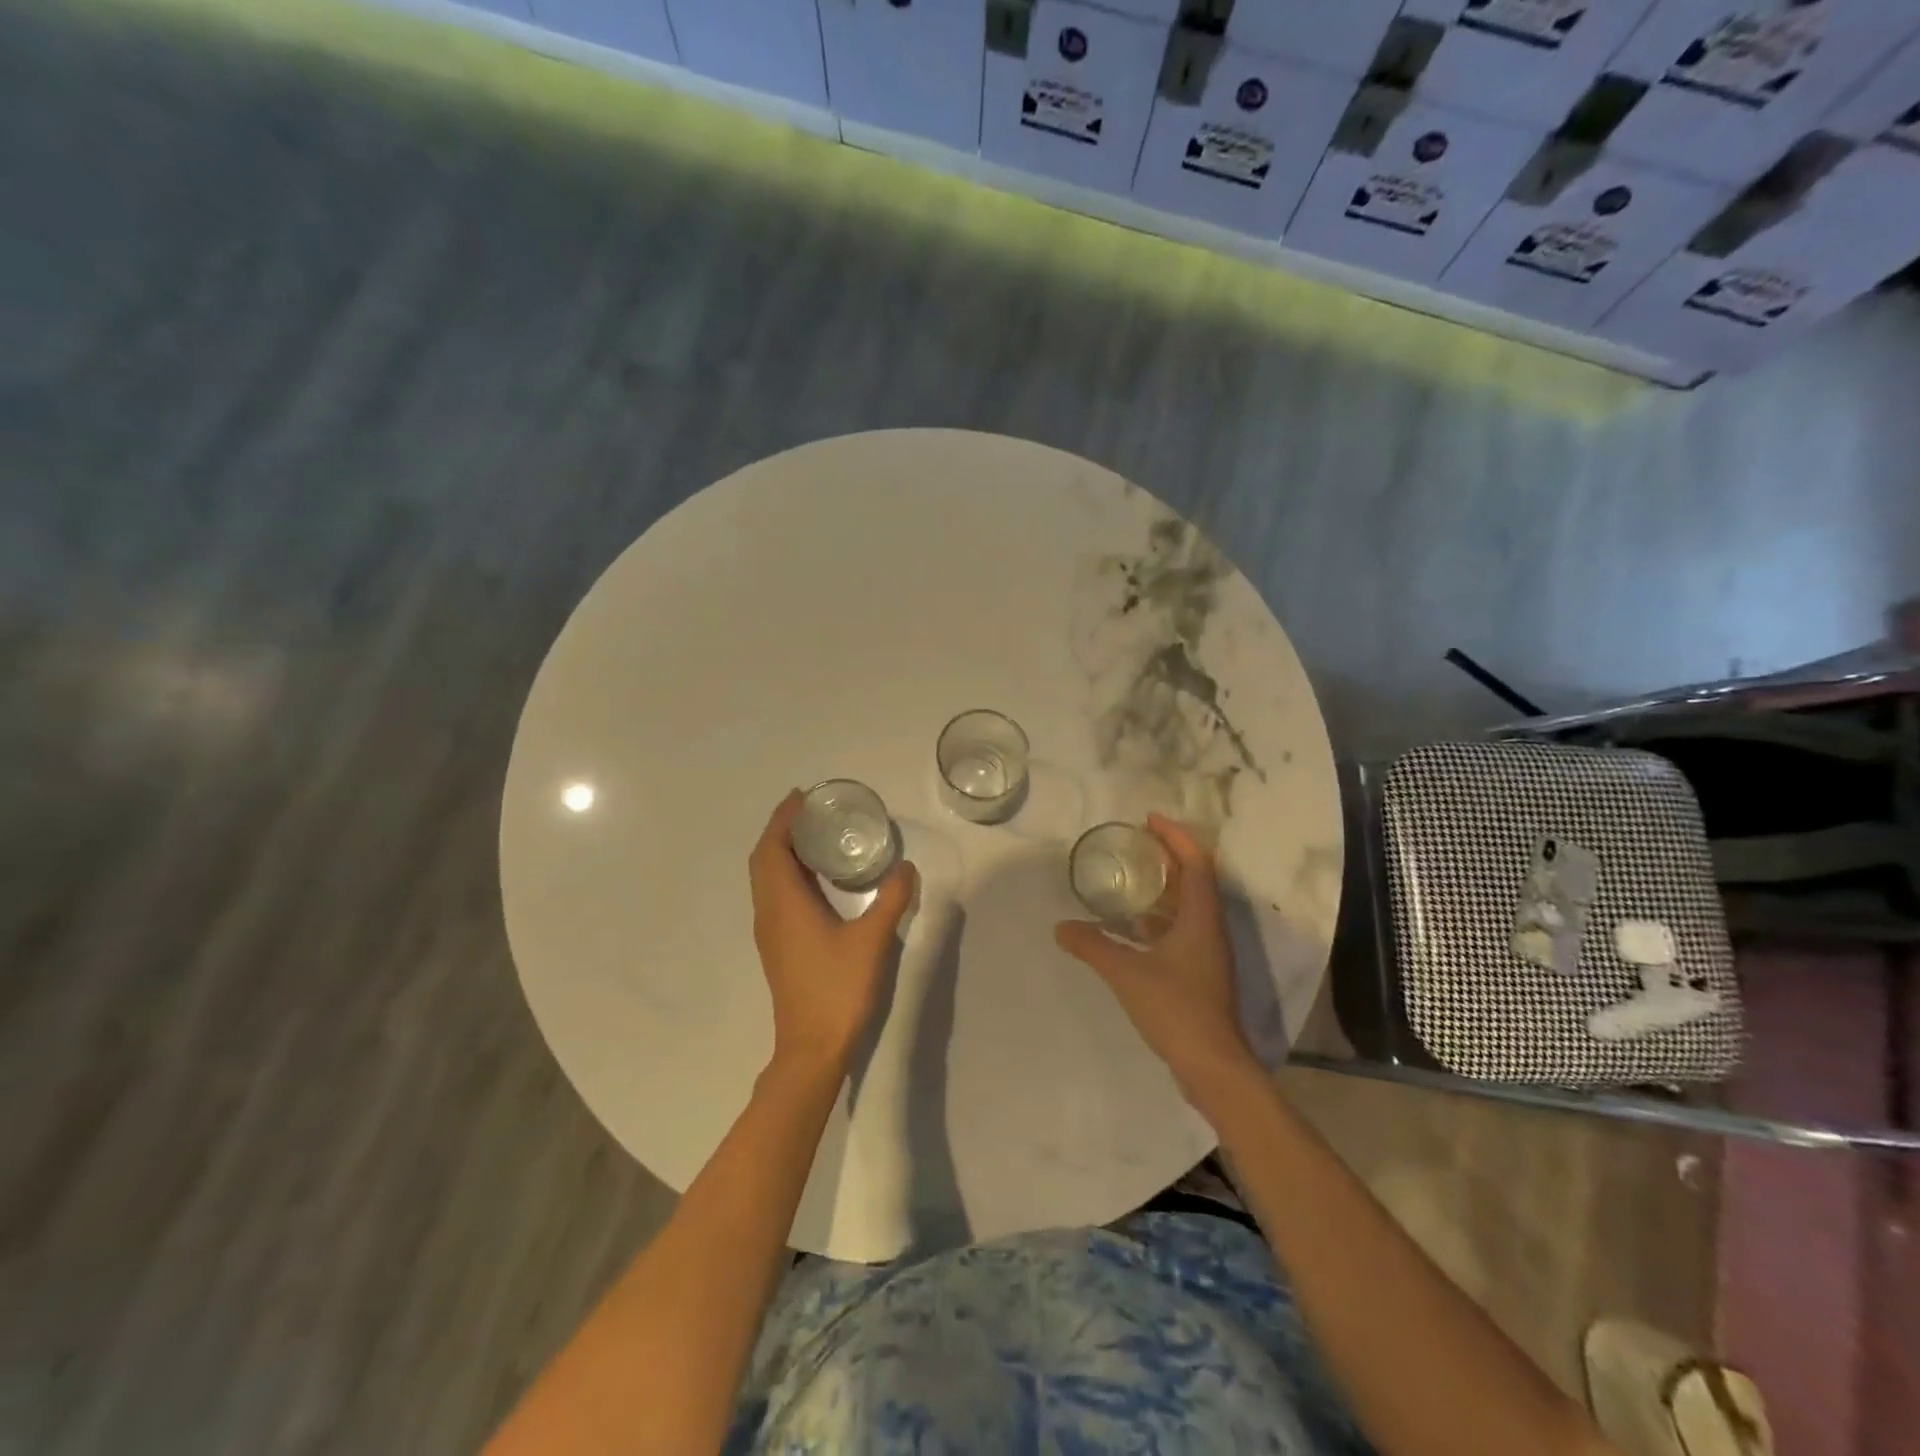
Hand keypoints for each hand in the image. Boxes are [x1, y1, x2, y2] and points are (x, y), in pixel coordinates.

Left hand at [750, 790, 918, 1076]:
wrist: (811, 1048)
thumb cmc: (838, 989)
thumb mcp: (872, 940)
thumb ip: (891, 900)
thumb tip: (906, 867)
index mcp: (784, 903)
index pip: (773, 848)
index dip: (783, 818)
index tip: (802, 796)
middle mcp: (769, 912)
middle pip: (764, 859)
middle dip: (781, 829)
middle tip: (811, 809)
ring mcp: (770, 931)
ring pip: (766, 878)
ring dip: (782, 851)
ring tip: (814, 835)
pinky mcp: (777, 946)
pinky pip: (773, 894)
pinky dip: (786, 873)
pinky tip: (816, 879)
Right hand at [1055, 815, 1256, 1099]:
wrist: (1212, 1066)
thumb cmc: (1176, 1008)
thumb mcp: (1126, 973)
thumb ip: (1093, 946)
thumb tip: (1060, 927)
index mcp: (1201, 918)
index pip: (1195, 862)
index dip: (1175, 836)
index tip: (1148, 819)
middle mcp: (1210, 929)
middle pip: (1195, 879)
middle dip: (1168, 856)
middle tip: (1136, 843)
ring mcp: (1207, 953)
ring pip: (1189, 907)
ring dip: (1164, 887)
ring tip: (1131, 877)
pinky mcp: (1200, 973)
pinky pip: (1181, 930)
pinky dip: (1159, 918)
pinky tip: (1132, 927)